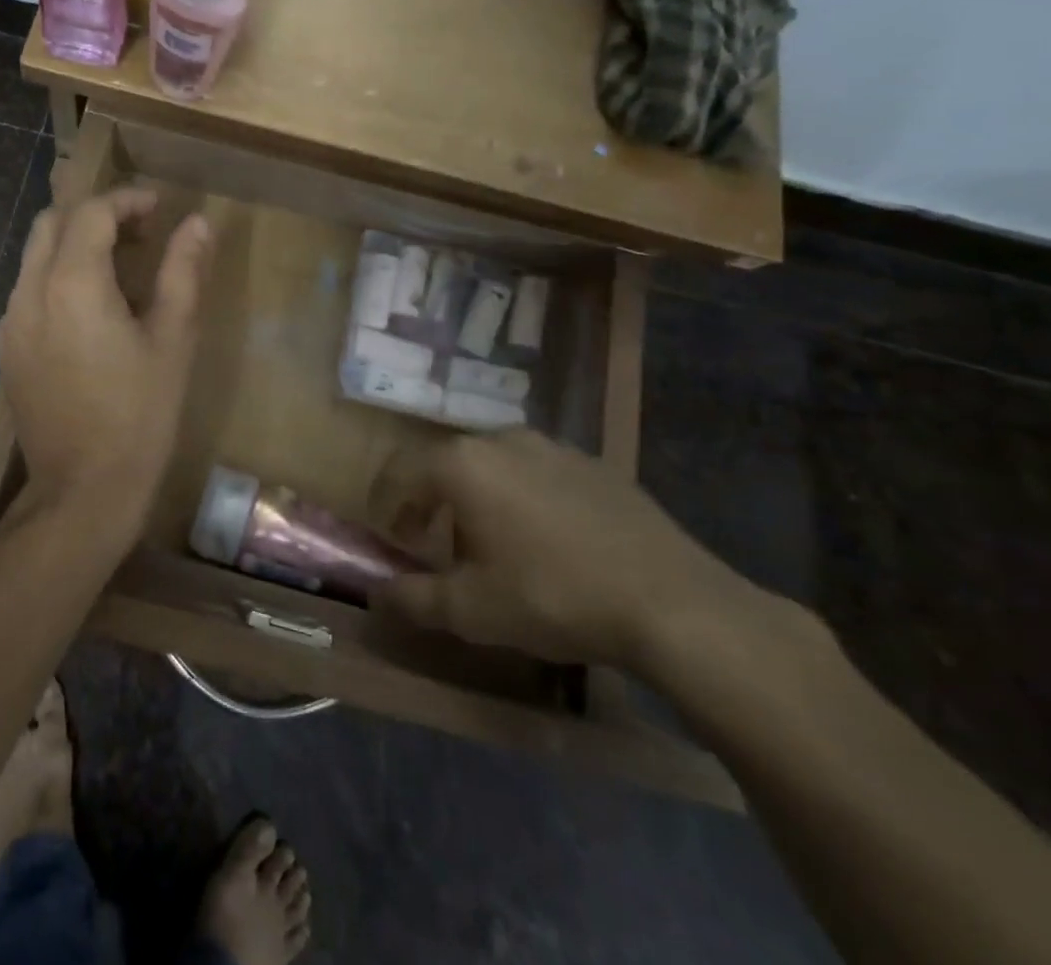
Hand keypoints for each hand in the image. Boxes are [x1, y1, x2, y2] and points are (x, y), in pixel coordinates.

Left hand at [0, 186, 210, 549]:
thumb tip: (198, 222)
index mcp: (72, 283)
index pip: (92, 212)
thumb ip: (182, 272)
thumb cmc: (140, 414)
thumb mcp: (173, 339)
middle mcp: (29, 292)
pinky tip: (89, 311)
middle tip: (138, 233)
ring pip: (34, 256)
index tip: (159, 209)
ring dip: (73, 245)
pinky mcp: (6, 349)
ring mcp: (10, 322)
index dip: (127, 200)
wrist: (83, 489)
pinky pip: (27, 291)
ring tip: (118, 270)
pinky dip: (55, 277)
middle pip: (52, 222)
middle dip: (94, 215)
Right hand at [368, 430, 744, 666]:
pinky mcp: (594, 464)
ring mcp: (552, 447)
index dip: (387, 505)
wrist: (674, 604)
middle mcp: (500, 440)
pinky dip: (524, 497)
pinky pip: (538, 473)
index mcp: (462, 464)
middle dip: (432, 502)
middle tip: (436, 544)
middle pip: (446, 464)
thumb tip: (376, 596)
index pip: (400, 471)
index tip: (392, 539)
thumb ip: (413, 598)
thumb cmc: (554, 597)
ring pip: (493, 465)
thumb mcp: (472, 611)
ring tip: (494, 544)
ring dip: (478, 497)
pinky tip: (548, 541)